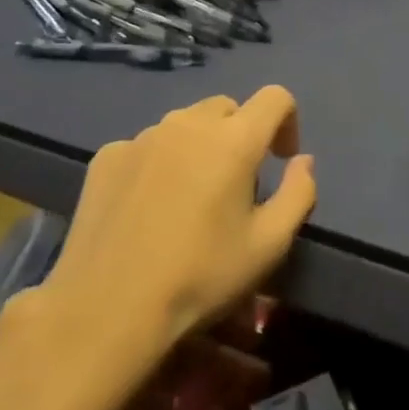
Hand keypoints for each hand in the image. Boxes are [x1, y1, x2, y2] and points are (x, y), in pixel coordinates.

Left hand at [29, 87, 315, 387]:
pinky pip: (147, 145)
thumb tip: (303, 161)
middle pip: (228, 108)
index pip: (275, 98)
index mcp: (235, 139)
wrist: (105, 312)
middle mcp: (189, 124)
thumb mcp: (269, 245)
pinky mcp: (107, 156)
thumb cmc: (199, 278)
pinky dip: (159, 163)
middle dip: (241, 134)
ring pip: (185, 125)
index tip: (281, 161)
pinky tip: (147, 207)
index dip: (287, 122)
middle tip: (236, 184)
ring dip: (199, 146)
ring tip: (189, 196)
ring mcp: (143, 137)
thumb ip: (299, 193)